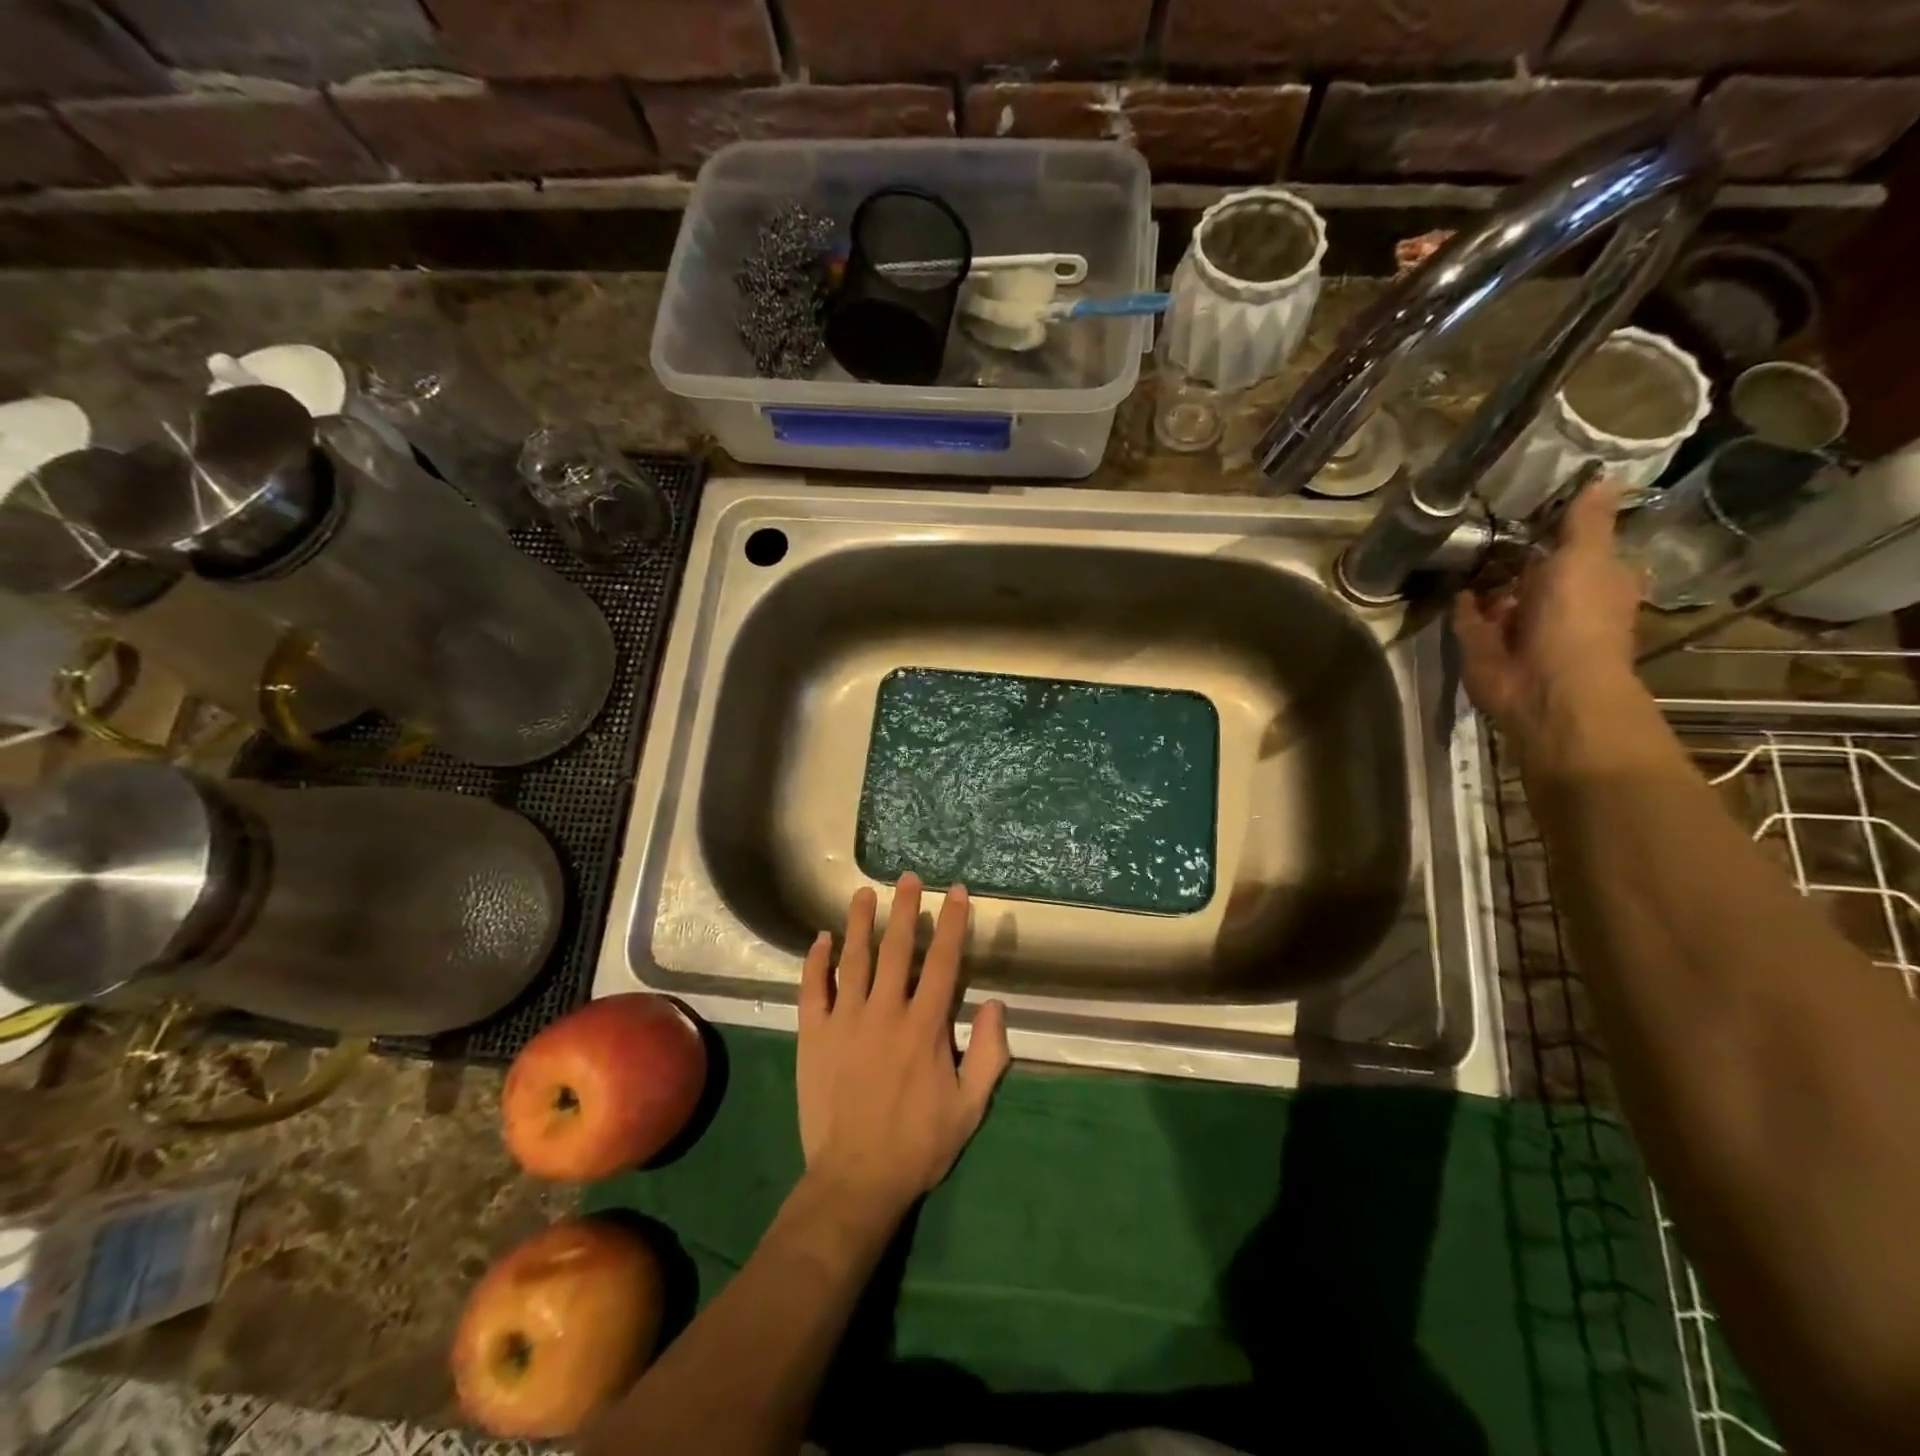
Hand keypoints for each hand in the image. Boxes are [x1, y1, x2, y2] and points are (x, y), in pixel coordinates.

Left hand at [796, 874, 1010, 1222]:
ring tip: (865, 892)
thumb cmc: (918, 1144)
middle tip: (909, 877)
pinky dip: (816, 961)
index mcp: (925, 1026)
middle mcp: (885, 1011)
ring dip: (860, 922)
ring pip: (854, 959)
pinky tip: (821, 939)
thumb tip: (997, 1005)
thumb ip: (990, 1054)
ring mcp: (845, 1020)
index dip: (952, 923)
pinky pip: (813, 988)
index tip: (956, 892)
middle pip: (897, 948)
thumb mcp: (970, 1107)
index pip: (944, 962)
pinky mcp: (814, 1034)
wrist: (855, 1180)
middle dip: (905, 909)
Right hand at [1453, 475, 1642, 739]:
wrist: (1543, 685)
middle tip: (1485, 519)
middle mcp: (1558, 603)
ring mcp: (1518, 626)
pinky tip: (1450, 581)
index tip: (1532, 499)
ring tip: (1459, 545)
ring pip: (1499, 594)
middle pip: (1534, 570)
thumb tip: (1603, 475)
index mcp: (1596, 581)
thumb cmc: (1576, 619)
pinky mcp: (1482, 643)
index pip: (1579, 547)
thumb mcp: (1586, 558)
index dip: (1559, 526)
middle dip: (1514, 553)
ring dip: (1484, 578)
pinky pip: (1469, 616)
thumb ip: (1586, 522)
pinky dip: (1461, 603)